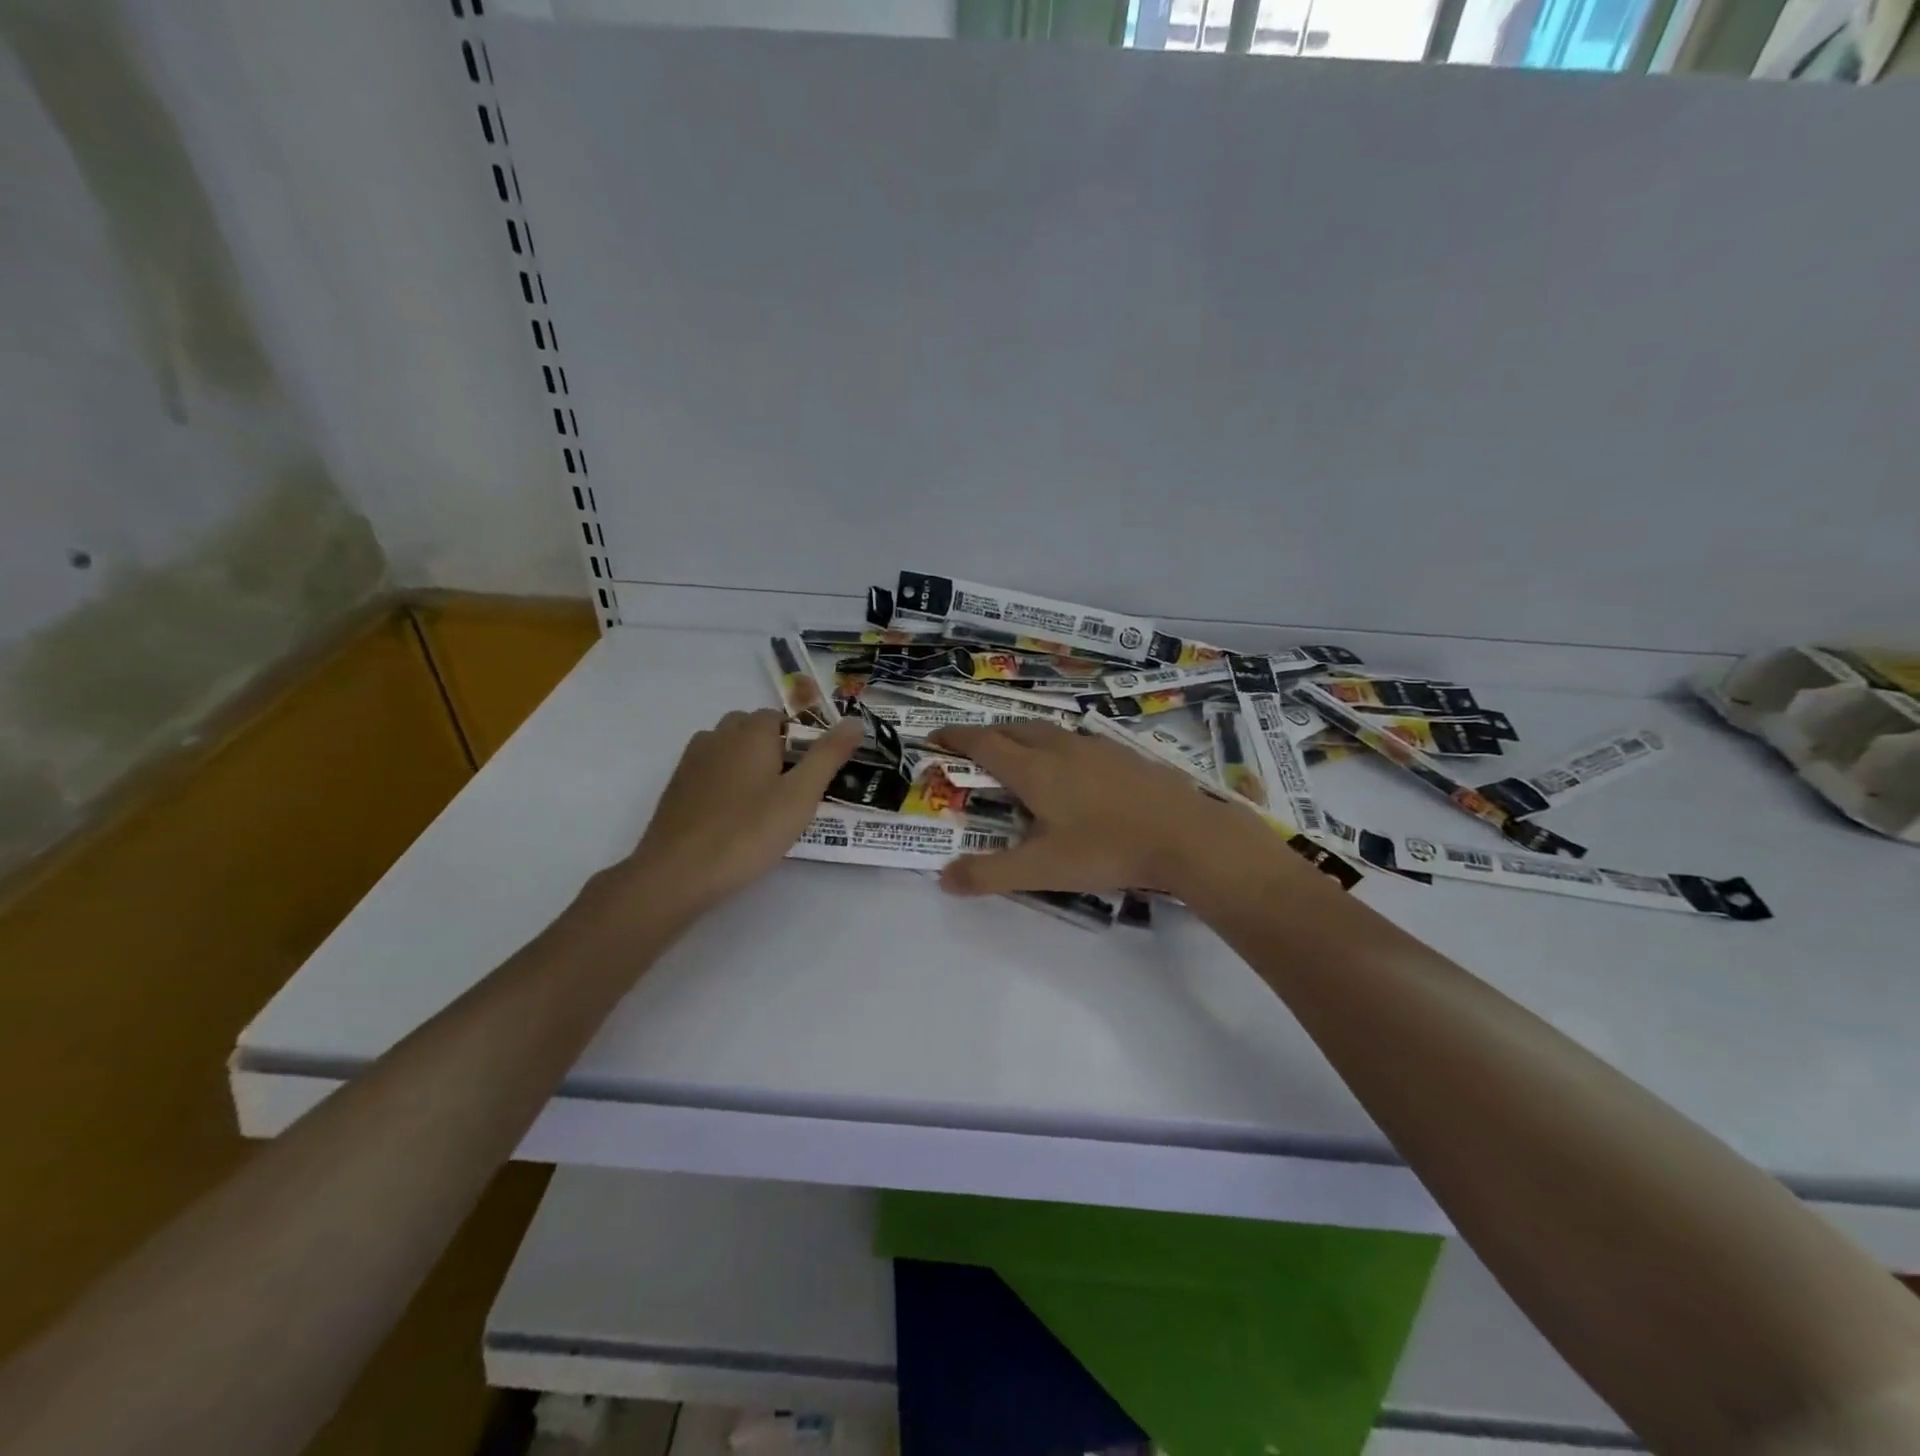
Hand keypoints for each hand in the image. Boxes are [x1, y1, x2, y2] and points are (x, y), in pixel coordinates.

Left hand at [614, 708, 862, 917]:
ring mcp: (692, 761)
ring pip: (727, 748)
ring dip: (747, 762)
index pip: (780, 716)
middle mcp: (717, 736)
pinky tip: (733, 815)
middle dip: (773, 747)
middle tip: (791, 788)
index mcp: (750, 732)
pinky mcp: (676, 788)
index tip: (813, 772)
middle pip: (751, 728)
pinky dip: (725, 781)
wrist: (678, 873)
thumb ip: (828, 755)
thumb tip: (855, 721)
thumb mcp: (801, 796)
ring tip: (763, 801)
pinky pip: (709, 770)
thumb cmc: (748, 832)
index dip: (800, 739)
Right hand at [928, 721, 1264, 897]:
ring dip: (1023, 736)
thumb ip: (990, 874)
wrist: (1185, 835)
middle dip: (988, 734)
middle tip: (973, 748)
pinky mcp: (1124, 755)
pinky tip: (1073, 768)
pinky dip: (1058, 746)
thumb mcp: (1042, 869)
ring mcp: (1096, 747)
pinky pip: (1077, 741)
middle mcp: (1061, 748)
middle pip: (1015, 729)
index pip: (984, 744)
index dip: (956, 737)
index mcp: (1034, 770)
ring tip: (1018, 754)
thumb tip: (944, 879)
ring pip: (1048, 731)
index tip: (936, 736)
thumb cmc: (1107, 849)